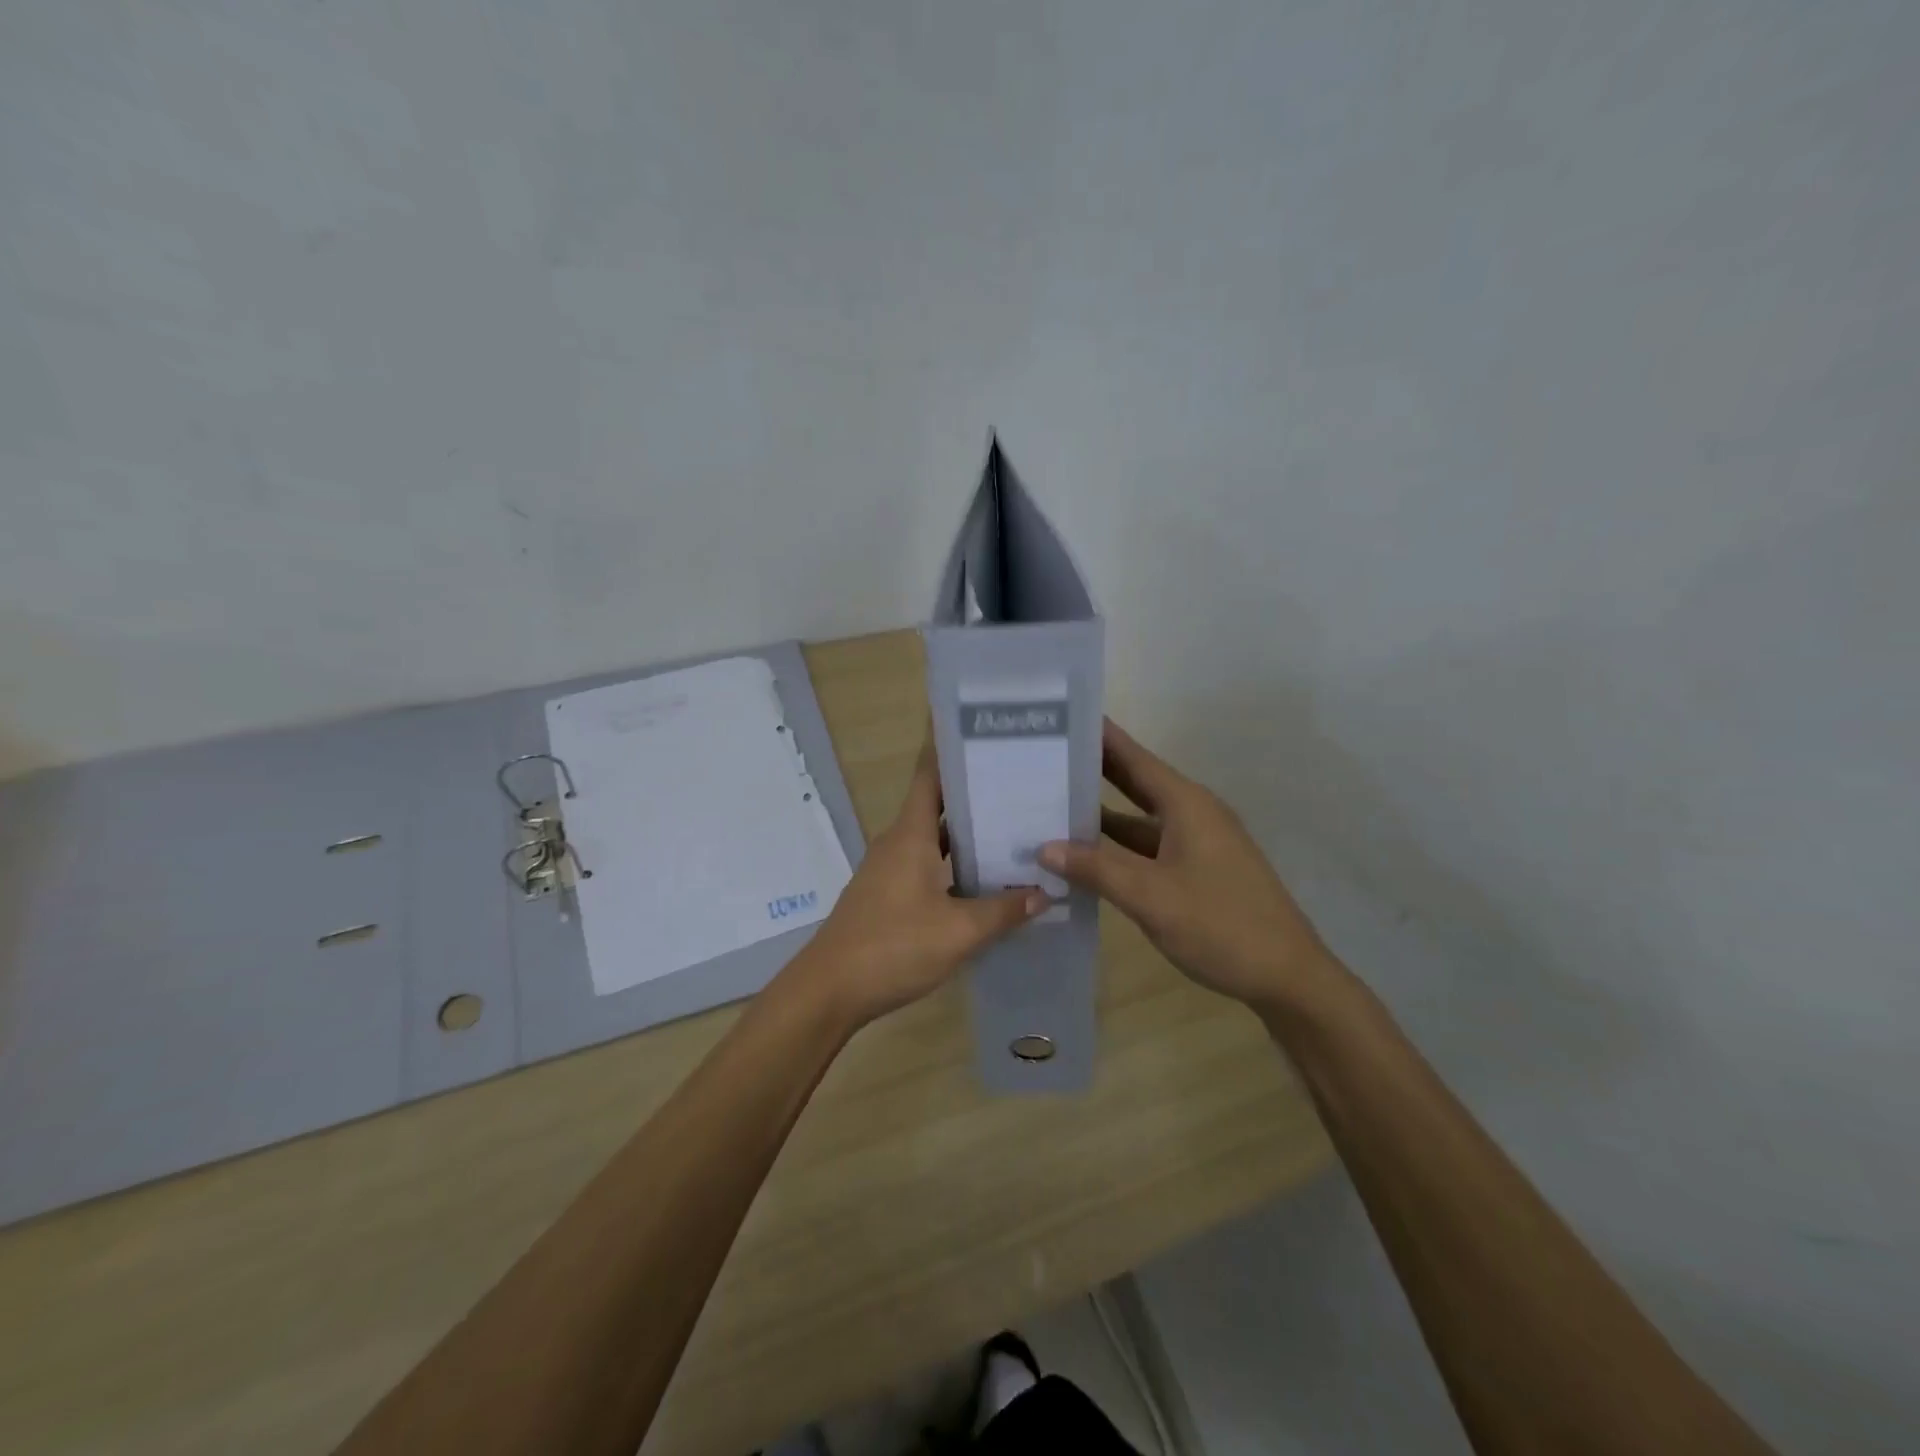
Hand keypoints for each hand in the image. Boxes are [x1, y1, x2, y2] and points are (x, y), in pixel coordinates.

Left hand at [793, 738, 1046, 1028]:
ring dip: (966, 832)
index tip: (979, 726)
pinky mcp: (888, 894)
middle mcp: (897, 842)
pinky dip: (954, 863)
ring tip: (1013, 826)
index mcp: (910, 834)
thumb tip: (1044, 892)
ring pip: (933, 837)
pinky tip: (984, 879)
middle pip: (937, 804)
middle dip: (974, 791)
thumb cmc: (892, 947)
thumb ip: (1003, 911)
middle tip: (1020, 780)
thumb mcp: (958, 932)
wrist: (829, 990)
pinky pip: (927, 863)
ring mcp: (889, 869)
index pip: (929, 774)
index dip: (949, 746)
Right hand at [1039, 720, 1335, 1012]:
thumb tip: (1044, 846)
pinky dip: (1115, 847)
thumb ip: (1096, 869)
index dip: (1098, 735)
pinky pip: (1146, 847)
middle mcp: (1191, 814)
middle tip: (1043, 755)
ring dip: (1099, 814)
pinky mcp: (1195, 870)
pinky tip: (1083, 856)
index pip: (1133, 757)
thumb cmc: (1221, 925)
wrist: (1287, 977)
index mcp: (1185, 804)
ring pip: (1137, 818)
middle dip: (1091, 769)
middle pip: (1134, 782)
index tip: (1060, 715)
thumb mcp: (1151, 897)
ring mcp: (1195, 843)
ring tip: (1049, 803)